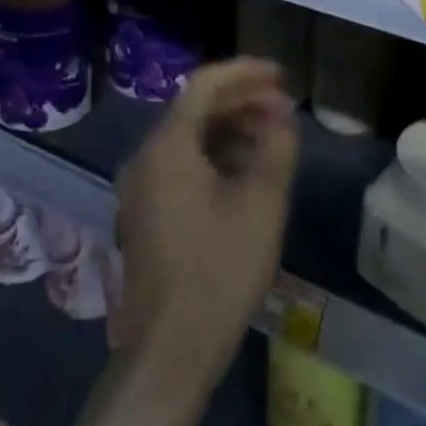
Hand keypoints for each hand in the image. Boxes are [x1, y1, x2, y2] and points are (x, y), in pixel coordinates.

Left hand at [113, 58, 297, 391]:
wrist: (171, 353)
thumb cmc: (219, 270)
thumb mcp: (262, 202)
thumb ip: (276, 145)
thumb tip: (281, 113)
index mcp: (166, 148)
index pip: (204, 85)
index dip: (245, 72)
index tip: (282, 74)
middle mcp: (145, 159)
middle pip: (195, 109)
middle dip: (242, 101)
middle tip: (284, 106)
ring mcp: (141, 190)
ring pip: (190, 139)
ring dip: (232, 129)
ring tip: (273, 137)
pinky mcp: (147, 216)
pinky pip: (183, 166)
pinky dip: (217, 157)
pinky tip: (248, 172)